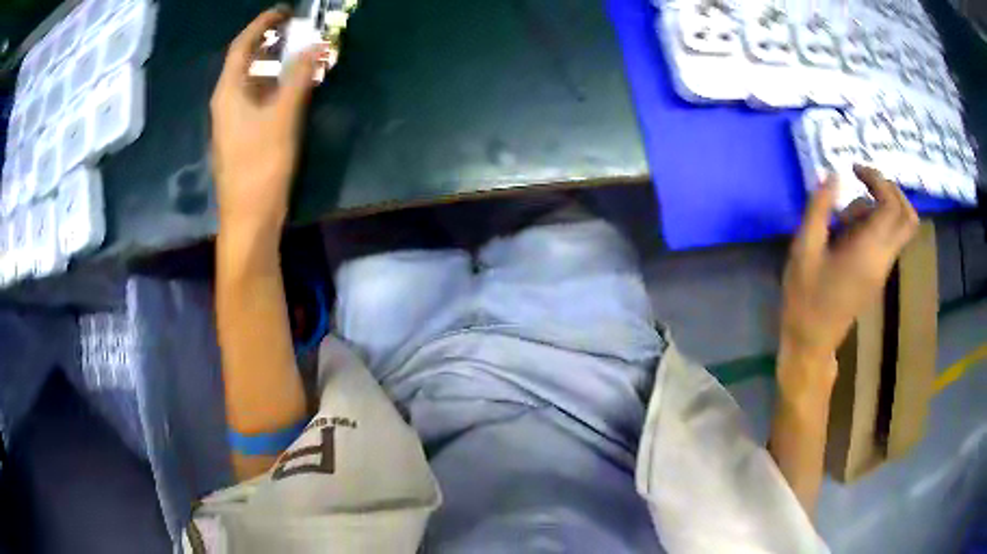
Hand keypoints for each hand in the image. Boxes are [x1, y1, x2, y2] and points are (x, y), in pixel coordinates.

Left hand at [210, 8, 323, 238]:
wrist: (248, 217)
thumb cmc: (261, 165)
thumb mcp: (283, 116)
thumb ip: (298, 77)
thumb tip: (315, 44)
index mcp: (229, 92)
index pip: (241, 47)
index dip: (261, 25)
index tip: (284, 12)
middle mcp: (226, 102)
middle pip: (243, 61)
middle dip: (266, 41)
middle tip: (292, 28)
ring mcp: (232, 121)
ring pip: (250, 81)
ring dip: (271, 63)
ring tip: (296, 52)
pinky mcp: (242, 136)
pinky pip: (256, 98)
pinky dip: (273, 85)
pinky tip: (291, 87)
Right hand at [780, 166, 918, 385]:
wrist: (812, 342)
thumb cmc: (806, 298)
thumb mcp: (804, 249)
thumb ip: (819, 209)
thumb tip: (834, 176)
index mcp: (868, 252)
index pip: (891, 206)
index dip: (878, 180)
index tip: (854, 170)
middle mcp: (883, 259)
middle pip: (908, 218)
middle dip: (891, 191)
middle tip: (866, 181)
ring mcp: (882, 269)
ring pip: (897, 227)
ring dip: (877, 209)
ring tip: (844, 218)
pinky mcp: (877, 275)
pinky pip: (886, 240)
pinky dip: (873, 225)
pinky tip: (845, 232)